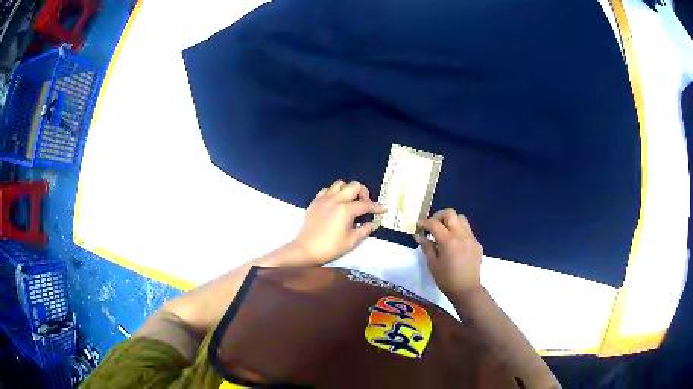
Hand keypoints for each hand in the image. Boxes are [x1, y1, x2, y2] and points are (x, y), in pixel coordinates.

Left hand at [293, 180, 385, 265]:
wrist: (306, 250)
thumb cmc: (330, 248)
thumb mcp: (351, 241)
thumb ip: (364, 230)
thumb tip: (373, 224)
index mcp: (345, 210)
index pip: (365, 204)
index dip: (376, 207)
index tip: (383, 209)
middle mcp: (335, 200)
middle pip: (354, 186)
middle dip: (363, 192)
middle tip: (365, 203)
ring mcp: (323, 199)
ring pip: (339, 184)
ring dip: (348, 190)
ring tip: (350, 201)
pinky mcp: (315, 202)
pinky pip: (326, 190)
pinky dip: (334, 193)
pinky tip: (336, 203)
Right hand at [415, 208, 482, 296]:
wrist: (466, 289)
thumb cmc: (446, 279)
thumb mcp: (432, 264)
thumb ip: (426, 246)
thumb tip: (418, 235)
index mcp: (448, 240)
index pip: (434, 223)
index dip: (424, 223)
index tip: (419, 227)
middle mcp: (461, 235)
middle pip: (450, 213)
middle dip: (439, 216)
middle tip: (432, 226)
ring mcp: (471, 238)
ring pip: (461, 219)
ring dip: (451, 221)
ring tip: (444, 232)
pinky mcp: (477, 243)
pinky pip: (467, 230)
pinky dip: (459, 231)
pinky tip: (454, 244)